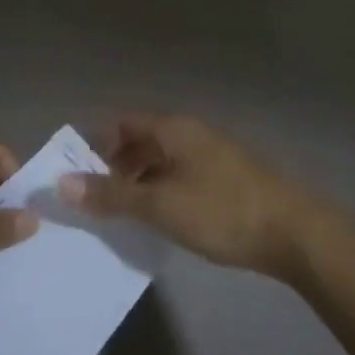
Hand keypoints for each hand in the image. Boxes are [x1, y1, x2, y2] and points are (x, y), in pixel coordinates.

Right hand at [58, 115, 324, 278]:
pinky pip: (179, 176)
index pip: (123, 122)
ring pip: (161, 160)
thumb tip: (62, 183)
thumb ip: (112, 195)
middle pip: (141, 140)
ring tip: (120, 215)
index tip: (75, 175)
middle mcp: (190, 133)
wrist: (292, 232)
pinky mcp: (224, 178)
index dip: (96, 143)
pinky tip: (158, 220)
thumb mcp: (160, 205)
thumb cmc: (221, 210)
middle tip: (93, 201)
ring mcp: (210, 155)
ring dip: (137, 182)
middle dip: (114, 166)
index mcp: (173, 128)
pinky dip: (160, 191)